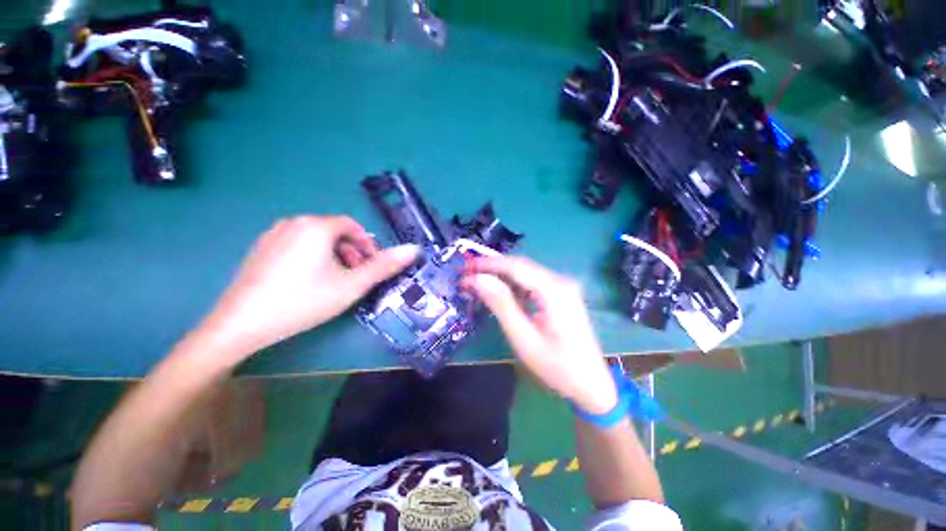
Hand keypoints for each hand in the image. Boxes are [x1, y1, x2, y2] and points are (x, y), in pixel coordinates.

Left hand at [198, 216, 417, 362]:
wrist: (242, 324)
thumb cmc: (304, 300)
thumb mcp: (352, 285)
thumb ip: (385, 265)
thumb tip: (415, 249)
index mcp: (317, 226)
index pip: (353, 227)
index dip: (368, 246)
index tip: (371, 268)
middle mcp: (294, 222)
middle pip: (335, 232)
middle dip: (351, 252)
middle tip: (354, 277)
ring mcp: (273, 234)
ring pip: (316, 239)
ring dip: (334, 256)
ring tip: (334, 281)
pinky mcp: (261, 249)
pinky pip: (297, 245)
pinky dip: (312, 257)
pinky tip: (307, 282)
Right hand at [461, 256, 617, 414]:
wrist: (591, 385)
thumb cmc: (557, 367)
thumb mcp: (523, 338)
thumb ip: (501, 305)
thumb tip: (478, 279)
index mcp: (555, 290)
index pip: (516, 266)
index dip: (488, 264)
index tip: (465, 268)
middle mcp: (561, 281)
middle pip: (521, 266)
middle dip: (492, 268)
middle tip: (467, 274)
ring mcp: (562, 287)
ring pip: (525, 273)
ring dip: (501, 276)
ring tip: (477, 282)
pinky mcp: (560, 294)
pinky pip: (532, 282)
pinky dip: (513, 285)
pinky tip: (499, 292)